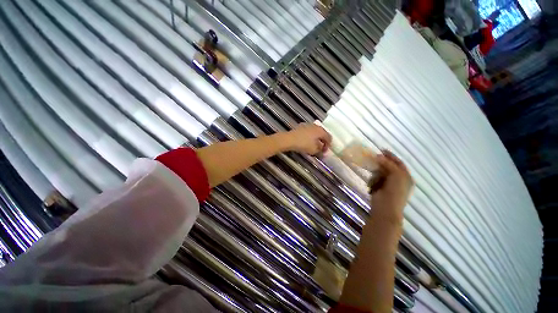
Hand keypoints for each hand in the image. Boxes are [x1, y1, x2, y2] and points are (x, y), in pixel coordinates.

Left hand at [283, 123, 331, 154]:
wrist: (289, 139)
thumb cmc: (304, 144)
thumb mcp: (314, 150)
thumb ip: (320, 151)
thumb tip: (322, 151)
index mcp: (321, 131)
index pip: (329, 138)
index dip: (328, 145)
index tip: (324, 152)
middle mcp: (316, 126)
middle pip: (322, 134)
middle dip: (322, 141)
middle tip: (320, 149)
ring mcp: (308, 125)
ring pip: (315, 132)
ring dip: (316, 139)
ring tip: (313, 146)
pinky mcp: (301, 126)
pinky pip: (309, 132)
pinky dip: (309, 137)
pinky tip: (306, 142)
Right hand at [371, 150, 413, 223]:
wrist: (386, 208)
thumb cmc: (395, 191)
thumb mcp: (396, 175)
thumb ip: (388, 164)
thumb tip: (378, 156)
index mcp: (406, 176)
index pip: (398, 163)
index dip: (391, 156)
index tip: (381, 150)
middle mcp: (398, 180)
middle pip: (389, 167)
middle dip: (381, 164)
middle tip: (373, 160)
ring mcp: (389, 184)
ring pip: (380, 173)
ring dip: (376, 174)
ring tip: (374, 178)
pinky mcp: (380, 188)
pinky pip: (375, 180)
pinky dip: (373, 181)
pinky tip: (372, 185)